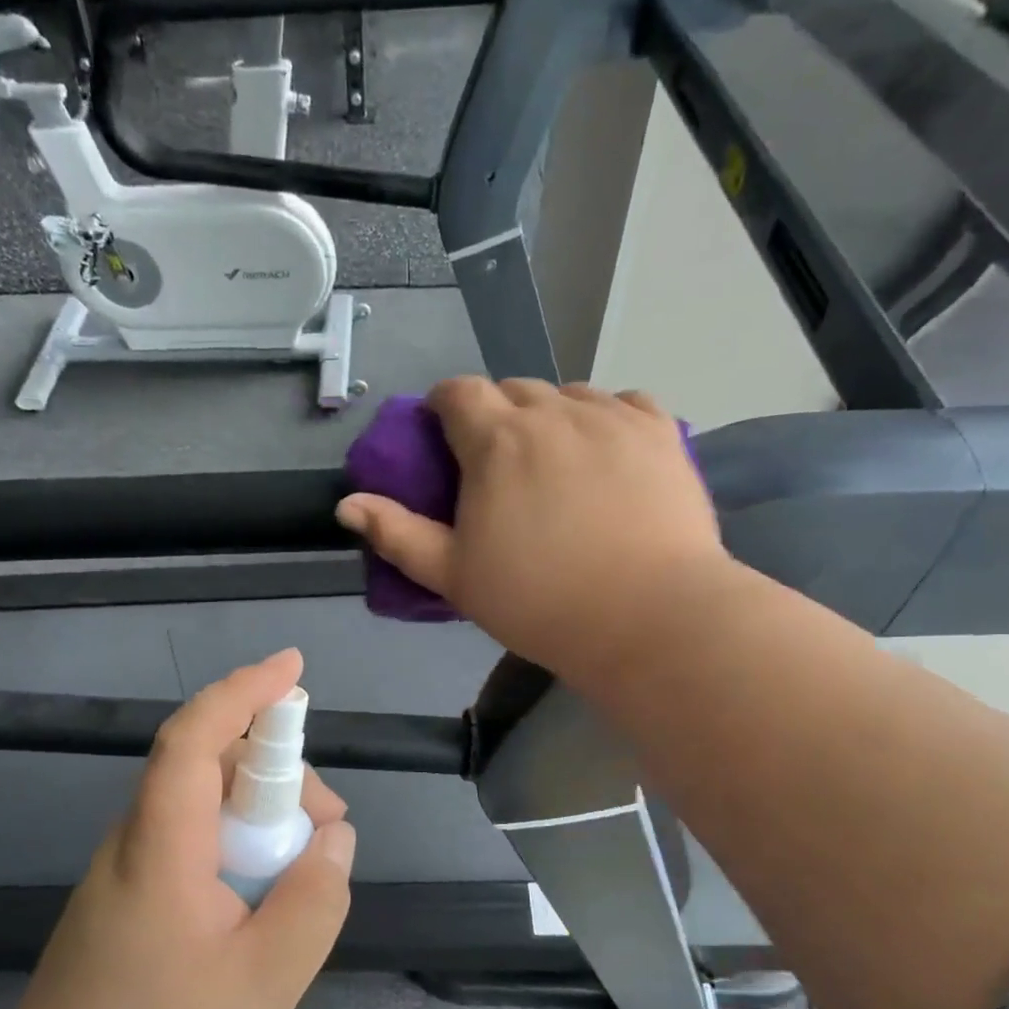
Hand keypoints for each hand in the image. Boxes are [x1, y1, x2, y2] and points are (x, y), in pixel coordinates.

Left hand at [0, 649, 353, 1008]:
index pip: (195, 739)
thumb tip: (334, 839)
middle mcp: (136, 839)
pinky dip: (240, 842)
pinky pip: (194, 837)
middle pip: (210, 765)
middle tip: (329, 830)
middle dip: (279, 774)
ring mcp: (128, 865)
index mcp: (162, 848)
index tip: (293, 669)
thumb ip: (312, 901)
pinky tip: (266, 893)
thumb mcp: (265, 985)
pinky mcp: (131, 891)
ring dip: (263, 813)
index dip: (244, 692)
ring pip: (205, 802)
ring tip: (306, 870)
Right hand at [335, 376, 725, 684]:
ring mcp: (612, 416)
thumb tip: (347, 504)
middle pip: (512, 389)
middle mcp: (553, 411)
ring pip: (568, 393)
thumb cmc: (538, 602)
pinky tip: (606, 453)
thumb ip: (398, 534)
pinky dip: (605, 417)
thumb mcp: (453, 576)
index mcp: (496, 440)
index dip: (444, 407)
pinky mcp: (660, 431)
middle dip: (496, 415)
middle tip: (499, 464)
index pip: (457, 392)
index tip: (445, 437)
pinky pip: (622, 402)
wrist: (648, 619)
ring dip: (550, 415)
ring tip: (556, 461)